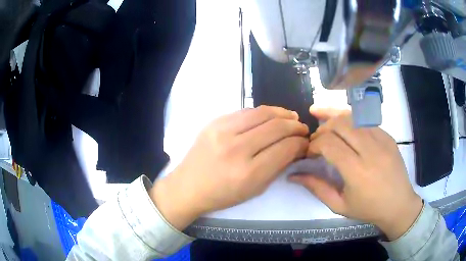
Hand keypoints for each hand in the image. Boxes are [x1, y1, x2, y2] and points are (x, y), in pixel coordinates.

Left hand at [151, 106, 308, 229]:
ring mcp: (222, 131)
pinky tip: (270, 116)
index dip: (300, 143)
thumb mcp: (255, 189)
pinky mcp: (214, 122)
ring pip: (262, 113)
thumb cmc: (223, 195)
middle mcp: (236, 148)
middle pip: (276, 127)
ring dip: (282, 113)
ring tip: (291, 116)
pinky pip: (245, 111)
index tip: (305, 143)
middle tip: (302, 128)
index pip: (285, 148)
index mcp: (248, 172)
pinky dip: (263, 112)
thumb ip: (277, 167)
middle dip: (295, 126)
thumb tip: (295, 148)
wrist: (188, 186)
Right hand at [289, 107, 422, 240]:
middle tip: (316, 139)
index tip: (309, 153)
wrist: (398, 204)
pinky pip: (365, 121)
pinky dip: (351, 120)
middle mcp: (370, 151)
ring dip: (335, 117)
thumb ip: (316, 188)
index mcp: (357, 171)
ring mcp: (381, 140)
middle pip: (339, 124)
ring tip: (323, 119)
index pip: (329, 143)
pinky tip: (345, 125)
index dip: (313, 144)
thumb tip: (293, 175)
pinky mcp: (387, 136)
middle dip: (322, 128)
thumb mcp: (339, 205)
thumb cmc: (368, 209)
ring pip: (353, 117)